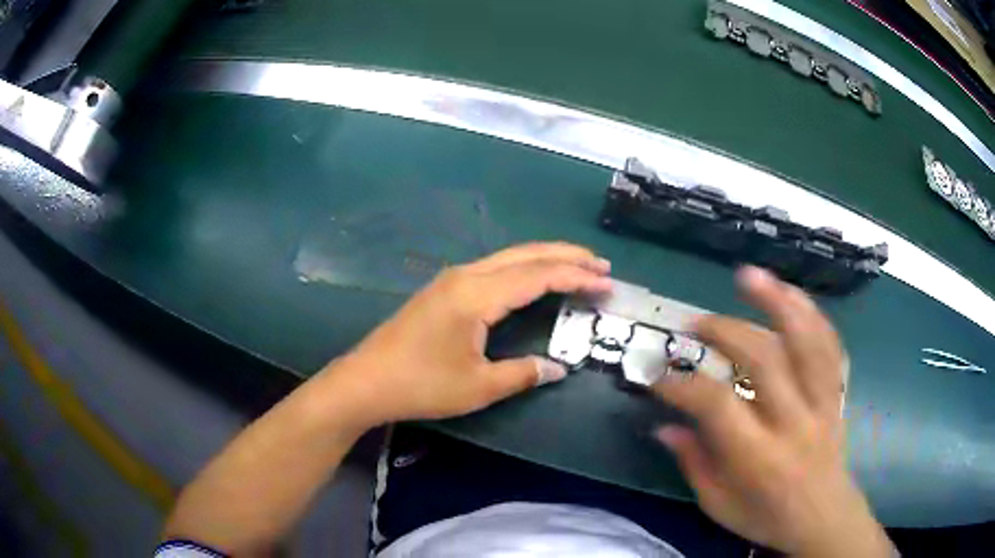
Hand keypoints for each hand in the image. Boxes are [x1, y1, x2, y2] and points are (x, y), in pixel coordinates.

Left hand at [322, 242, 611, 426]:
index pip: (538, 276)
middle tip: (600, 265)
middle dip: (566, 256)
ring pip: (508, 258)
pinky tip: (532, 279)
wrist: (366, 381)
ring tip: (576, 267)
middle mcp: (466, 276)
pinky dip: (522, 269)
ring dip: (544, 259)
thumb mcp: (478, 386)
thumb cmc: (421, 385)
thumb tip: (558, 368)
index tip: (606, 284)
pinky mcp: (443, 289)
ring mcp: (452, 280)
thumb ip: (523, 373)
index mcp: (477, 295)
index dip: (576, 278)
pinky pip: (494, 269)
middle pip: (525, 255)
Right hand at [653, 267, 893, 556]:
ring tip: (749, 275)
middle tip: (695, 324)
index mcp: (759, 458)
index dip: (683, 386)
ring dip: (777, 301)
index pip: (717, 406)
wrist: (823, 518)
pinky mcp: (836, 393)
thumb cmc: (766, 517)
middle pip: (764, 360)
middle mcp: (793, 422)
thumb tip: (664, 425)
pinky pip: (829, 345)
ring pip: (806, 341)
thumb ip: (693, 462)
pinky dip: (810, 314)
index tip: (659, 377)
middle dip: (725, 332)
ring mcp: (821, 402)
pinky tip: (791, 294)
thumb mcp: (719, 505)